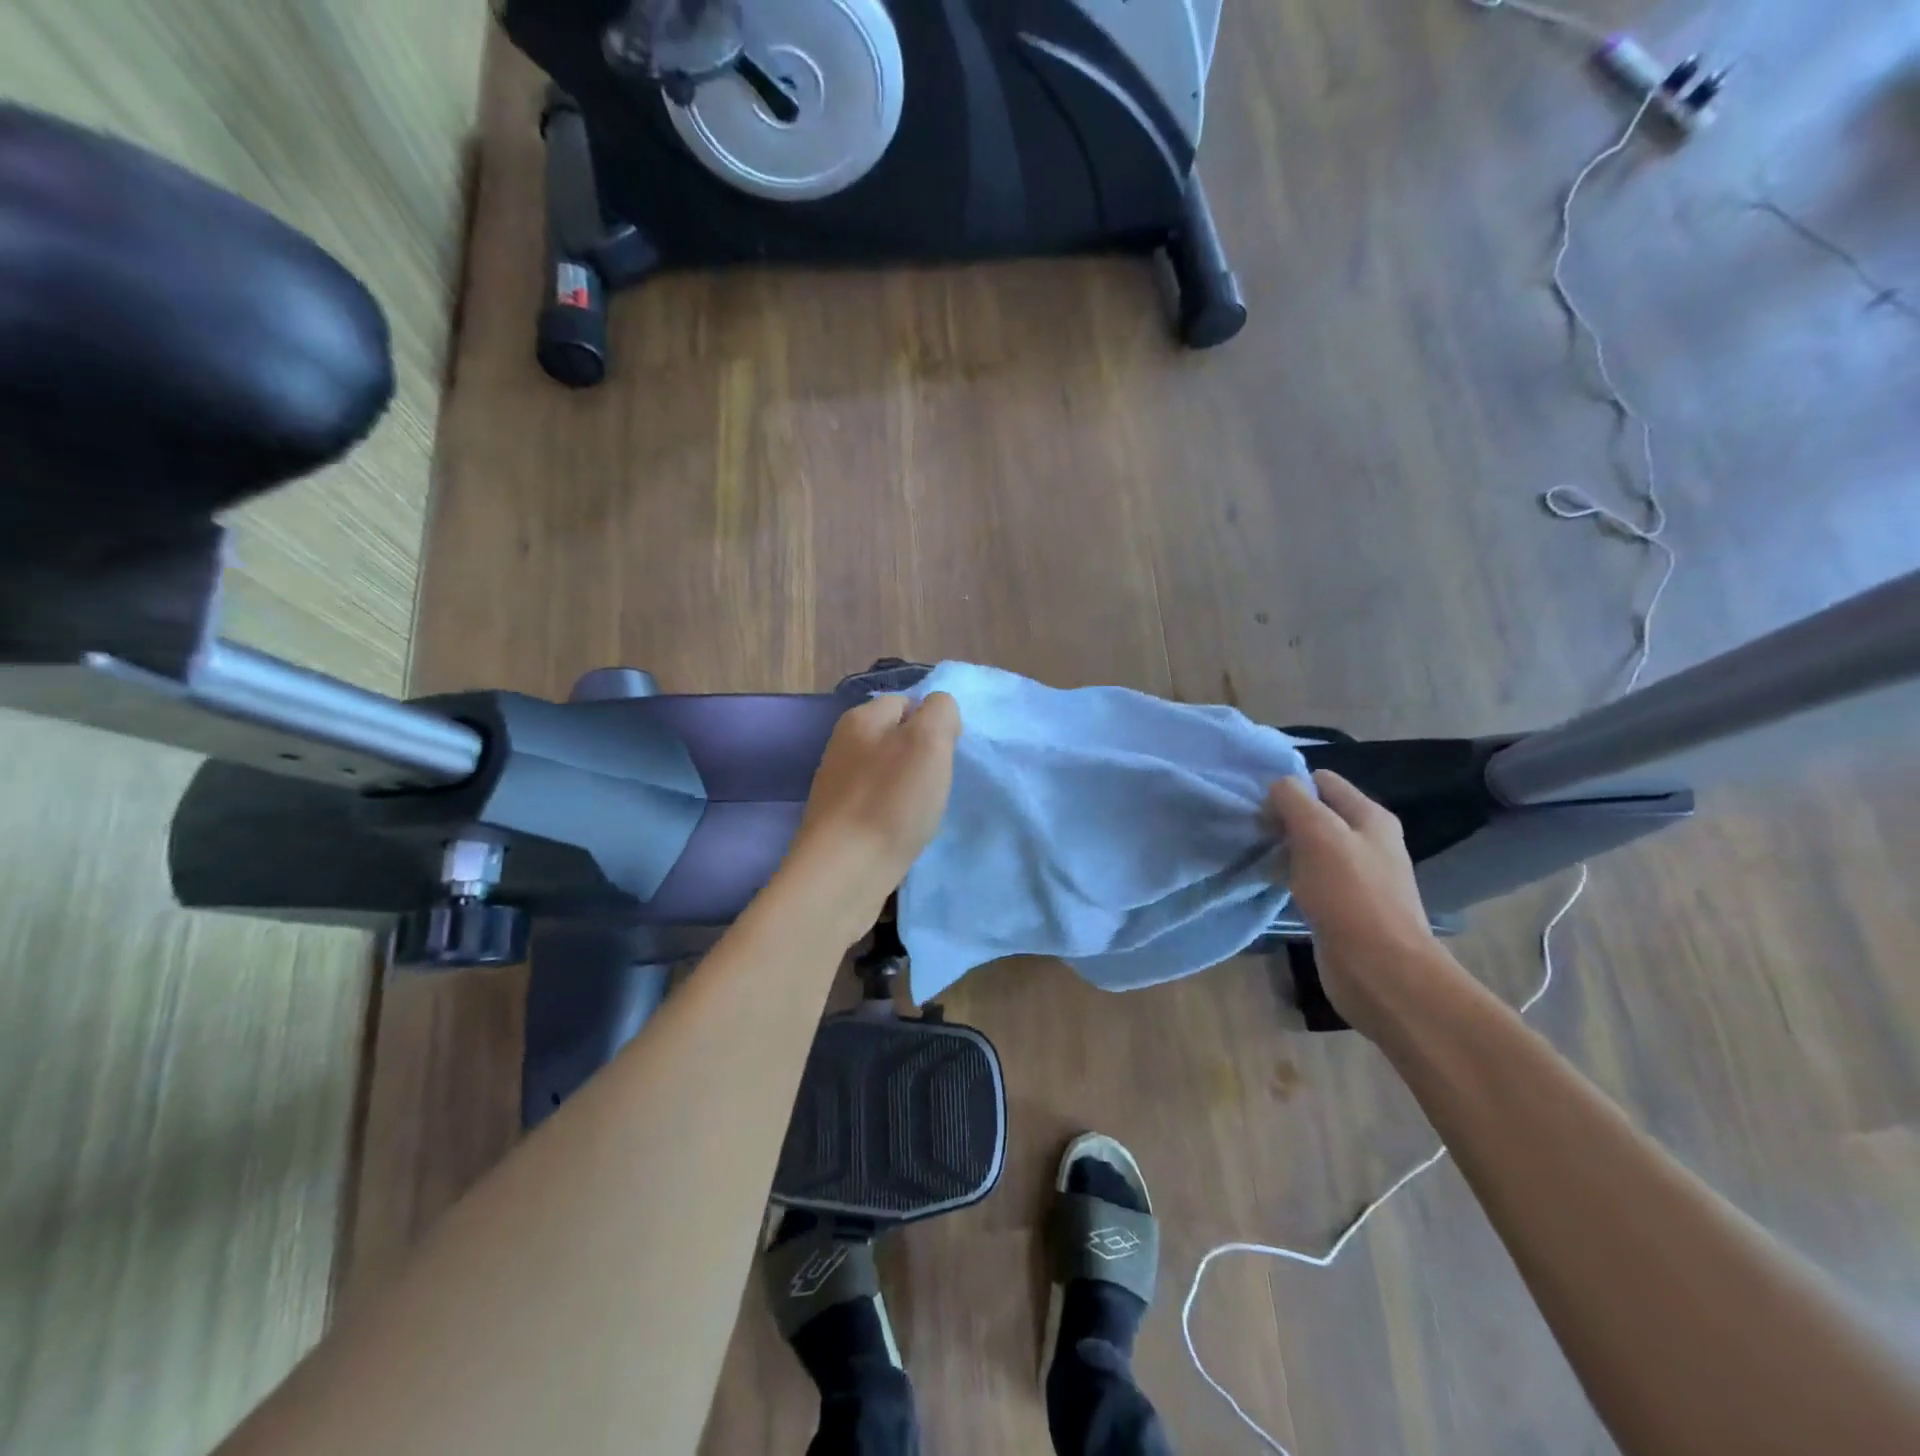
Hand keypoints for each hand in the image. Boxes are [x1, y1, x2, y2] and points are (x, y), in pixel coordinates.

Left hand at [782, 692, 961, 939]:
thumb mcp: (929, 741)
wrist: (843, 874)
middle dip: (924, 760)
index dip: (934, 724)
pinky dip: (896, 817)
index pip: (908, 702)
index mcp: (860, 719)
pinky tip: (904, 834)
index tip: (948, 756)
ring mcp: (838, 787)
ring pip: (889, 775)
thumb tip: (938, 712)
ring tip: (923, 814)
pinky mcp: (839, 823)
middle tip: (938, 786)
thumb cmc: (890, 802)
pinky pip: (878, 806)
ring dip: (911, 791)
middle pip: (898, 740)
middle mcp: (843, 747)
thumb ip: (940, 712)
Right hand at [1269, 770, 1463, 1040]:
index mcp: (1370, 818)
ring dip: (1284, 848)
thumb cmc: (1349, 894)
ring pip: (1310, 846)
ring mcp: (1357, 875)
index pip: (1323, 781)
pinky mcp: (1343, 905)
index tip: (1260, 805)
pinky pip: (1310, 877)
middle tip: (1255, 831)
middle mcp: (1368, 842)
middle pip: (1316, 813)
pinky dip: (1289, 875)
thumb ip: (1294, 800)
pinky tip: (1272, 883)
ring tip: (1258, 855)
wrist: (1379, 969)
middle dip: (1283, 818)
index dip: (1290, 786)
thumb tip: (1277, 786)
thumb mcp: (1318, 833)